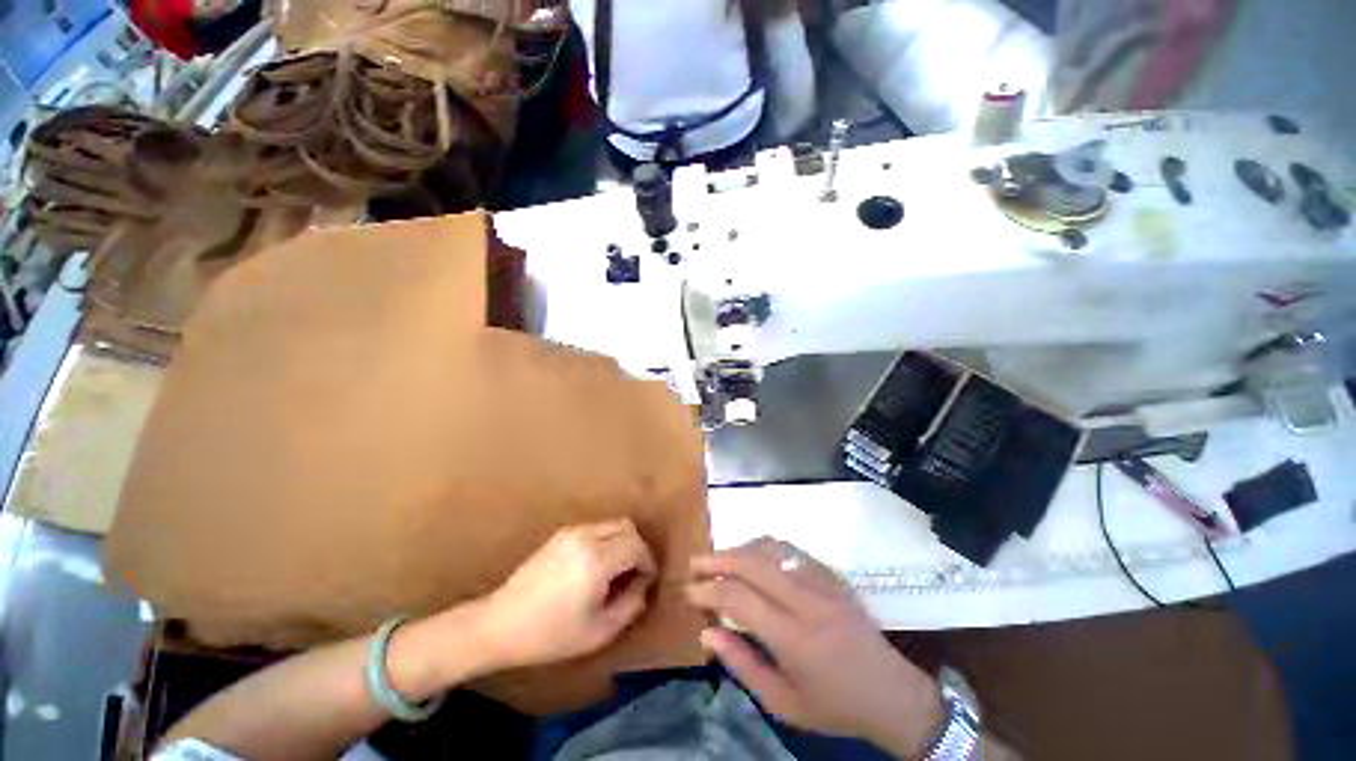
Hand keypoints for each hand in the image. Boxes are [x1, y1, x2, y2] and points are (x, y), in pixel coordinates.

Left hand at [479, 519, 656, 669]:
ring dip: (622, 542)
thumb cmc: (550, 635)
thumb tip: (643, 586)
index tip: (647, 581)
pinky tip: (596, 566)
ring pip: (612, 525)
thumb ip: (630, 606)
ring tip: (616, 572)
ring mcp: (572, 532)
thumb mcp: (598, 632)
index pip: (637, 546)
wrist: (500, 624)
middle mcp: (586, 537)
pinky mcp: (561, 534)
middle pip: (627, 528)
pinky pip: (596, 528)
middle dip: (638, 549)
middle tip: (635, 575)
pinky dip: (606, 541)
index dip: (648, 563)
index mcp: (596, 560)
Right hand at [687, 538, 944, 757]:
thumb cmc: (835, 707)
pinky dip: (764, 548)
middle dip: (717, 558)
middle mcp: (807, 601)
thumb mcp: (784, 704)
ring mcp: (823, 582)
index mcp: (794, 638)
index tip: (688, 590)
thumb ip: (742, 665)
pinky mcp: (832, 575)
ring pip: (771, 549)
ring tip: (720, 560)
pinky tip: (754, 558)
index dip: (708, 590)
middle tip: (695, 563)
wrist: (892, 695)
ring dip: (740, 549)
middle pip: (752, 562)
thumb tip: (707, 632)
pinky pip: (791, 550)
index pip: (738, 598)